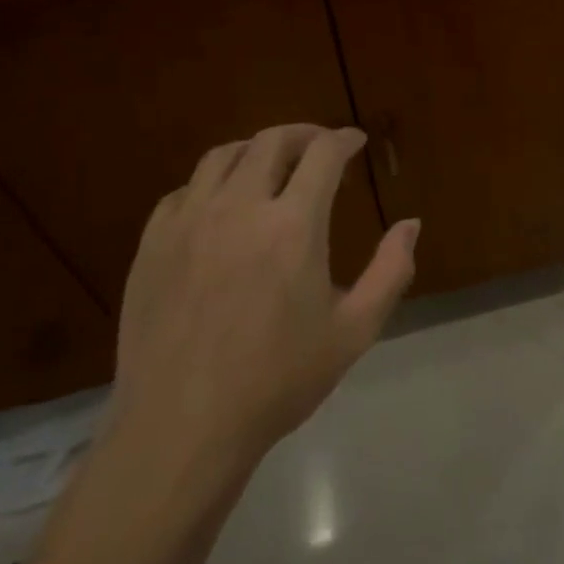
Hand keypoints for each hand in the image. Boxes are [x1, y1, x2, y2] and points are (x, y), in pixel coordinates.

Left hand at [108, 124, 419, 483]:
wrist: (181, 429)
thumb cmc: (277, 382)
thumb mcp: (353, 331)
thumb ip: (391, 271)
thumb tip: (411, 224)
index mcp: (292, 226)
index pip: (323, 154)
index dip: (343, 139)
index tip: (355, 141)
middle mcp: (239, 208)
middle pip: (272, 141)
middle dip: (304, 134)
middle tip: (320, 146)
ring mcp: (188, 222)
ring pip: (223, 156)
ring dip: (256, 150)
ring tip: (272, 165)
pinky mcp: (152, 244)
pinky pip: (184, 191)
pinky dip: (212, 183)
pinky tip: (221, 205)